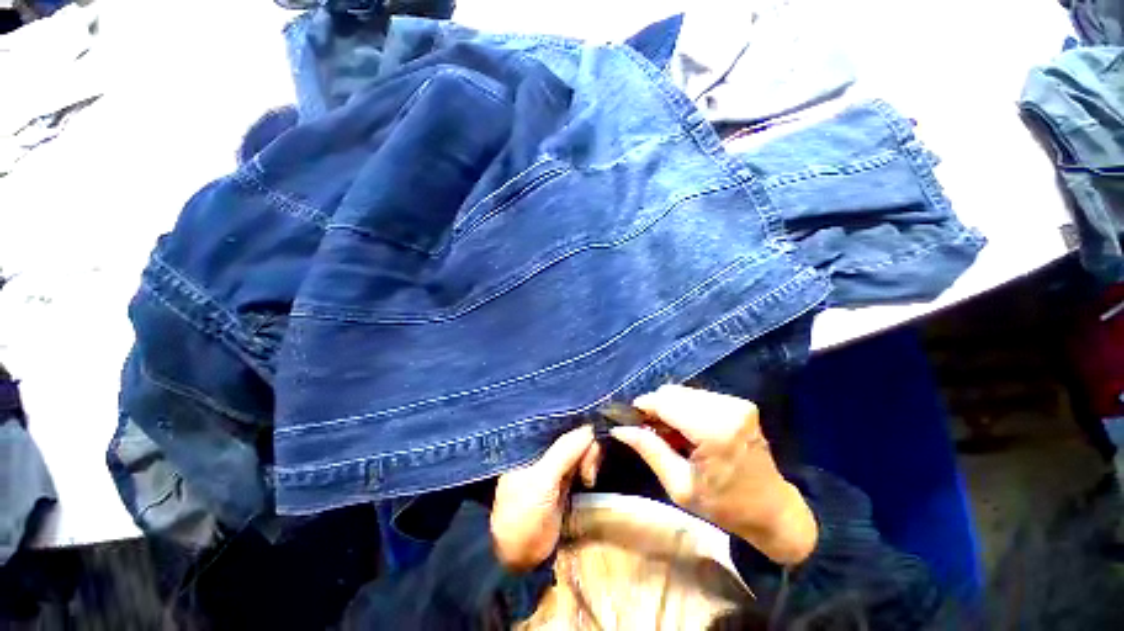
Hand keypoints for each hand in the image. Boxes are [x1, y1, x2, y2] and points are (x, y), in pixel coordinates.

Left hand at [490, 425, 602, 571]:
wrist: (518, 556)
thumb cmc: (523, 512)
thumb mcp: (543, 479)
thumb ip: (565, 451)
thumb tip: (589, 428)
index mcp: (530, 443)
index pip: (557, 422)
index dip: (576, 425)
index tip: (593, 436)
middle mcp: (542, 449)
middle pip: (571, 433)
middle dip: (586, 445)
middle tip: (588, 470)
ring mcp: (552, 464)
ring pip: (578, 448)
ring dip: (589, 457)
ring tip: (589, 478)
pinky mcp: (563, 479)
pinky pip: (579, 463)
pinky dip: (588, 466)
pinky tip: (590, 478)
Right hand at [611, 385, 817, 564]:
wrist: (774, 510)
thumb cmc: (725, 506)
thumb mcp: (679, 486)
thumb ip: (649, 450)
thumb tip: (619, 428)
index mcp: (714, 430)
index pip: (665, 402)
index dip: (643, 406)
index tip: (630, 419)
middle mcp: (727, 408)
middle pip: (673, 393)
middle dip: (656, 408)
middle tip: (651, 432)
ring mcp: (736, 403)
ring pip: (684, 392)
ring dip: (671, 408)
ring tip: (670, 434)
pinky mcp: (739, 404)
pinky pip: (699, 397)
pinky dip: (686, 408)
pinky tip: (687, 429)